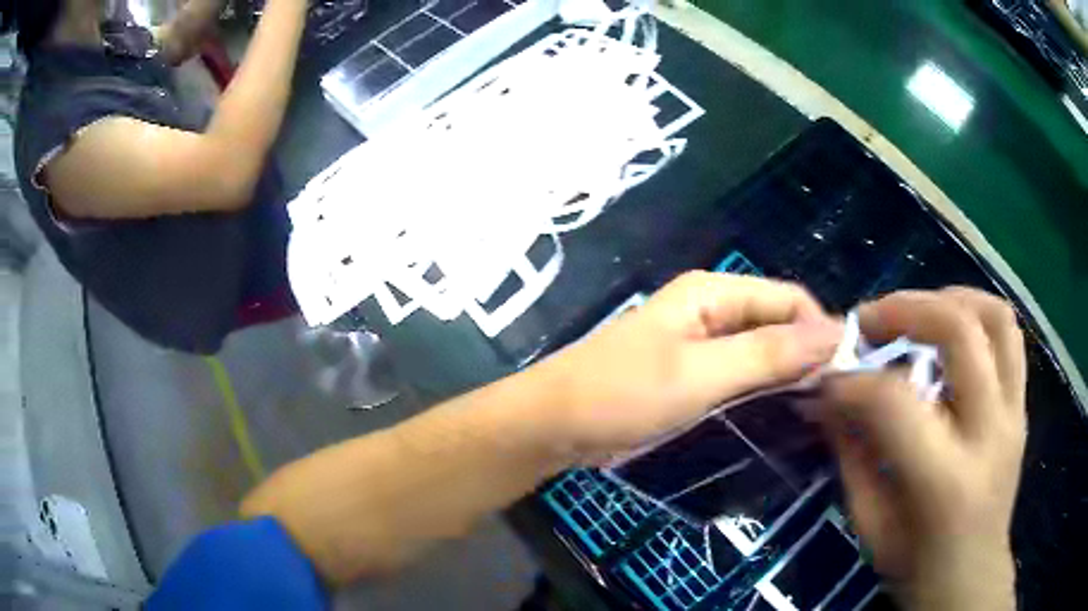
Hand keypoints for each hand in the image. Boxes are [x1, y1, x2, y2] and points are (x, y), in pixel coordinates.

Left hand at [545, 271, 841, 460]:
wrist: (556, 425)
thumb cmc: (622, 394)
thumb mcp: (700, 375)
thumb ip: (767, 354)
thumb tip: (834, 334)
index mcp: (713, 293)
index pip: (789, 300)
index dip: (820, 330)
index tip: (843, 374)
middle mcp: (712, 310)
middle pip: (778, 322)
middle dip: (807, 352)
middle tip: (835, 397)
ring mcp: (703, 343)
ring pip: (763, 349)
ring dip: (789, 372)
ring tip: (820, 405)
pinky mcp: (694, 373)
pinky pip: (742, 372)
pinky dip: (764, 386)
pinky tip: (784, 408)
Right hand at [817, 288, 1025, 610]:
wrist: (971, 579)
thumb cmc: (916, 565)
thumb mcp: (870, 525)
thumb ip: (853, 456)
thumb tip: (829, 397)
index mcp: (945, 481)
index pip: (895, 401)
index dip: (852, 382)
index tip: (828, 380)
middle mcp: (989, 434)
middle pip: (959, 331)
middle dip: (905, 309)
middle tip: (869, 321)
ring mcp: (1013, 414)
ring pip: (995, 317)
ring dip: (949, 299)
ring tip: (916, 313)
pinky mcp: (1021, 406)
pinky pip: (1009, 336)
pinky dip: (977, 316)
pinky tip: (950, 333)